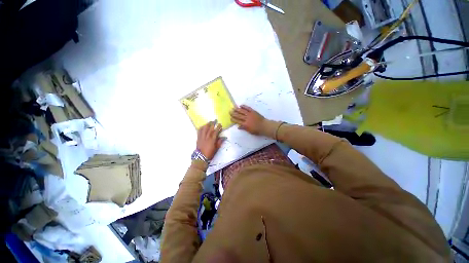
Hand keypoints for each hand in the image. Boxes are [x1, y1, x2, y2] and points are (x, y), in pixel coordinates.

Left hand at [197, 121, 223, 159]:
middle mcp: (207, 137)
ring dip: (207, 124)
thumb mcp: (216, 148)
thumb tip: (224, 137)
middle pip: (210, 128)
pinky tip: (203, 126)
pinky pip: (199, 131)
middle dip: (213, 123)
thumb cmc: (210, 153)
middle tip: (215, 120)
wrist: (200, 157)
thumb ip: (220, 142)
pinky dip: (201, 127)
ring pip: (204, 128)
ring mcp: (202, 137)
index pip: (215, 131)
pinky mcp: (198, 138)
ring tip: (209, 122)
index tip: (220, 124)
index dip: (218, 127)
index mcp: (212, 140)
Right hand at [230, 105, 265, 134]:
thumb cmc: (257, 130)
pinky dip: (244, 106)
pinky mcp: (253, 111)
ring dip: (237, 109)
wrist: (265, 126)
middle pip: (238, 115)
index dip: (233, 119)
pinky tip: (241, 105)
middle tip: (230, 111)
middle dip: (233, 113)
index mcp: (245, 124)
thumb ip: (244, 128)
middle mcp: (246, 118)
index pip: (237, 121)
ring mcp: (250, 114)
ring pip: (242, 111)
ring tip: (233, 108)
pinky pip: (248, 108)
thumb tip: (238, 127)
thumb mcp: (250, 131)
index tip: (230, 118)